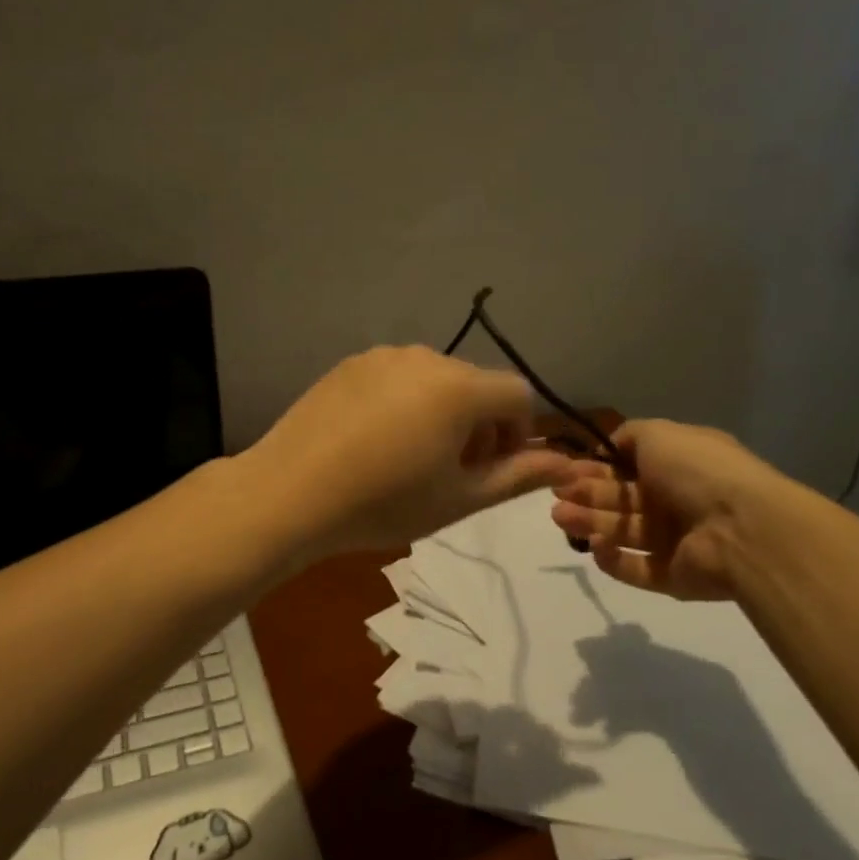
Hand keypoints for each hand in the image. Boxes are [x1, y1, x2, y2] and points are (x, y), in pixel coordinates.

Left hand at [245, 346, 576, 557]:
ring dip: (441, 413)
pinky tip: (373, 442)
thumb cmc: (384, 502)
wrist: (289, 494)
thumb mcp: (460, 498)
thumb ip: (519, 476)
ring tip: (408, 458)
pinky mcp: (348, 364)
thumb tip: (569, 465)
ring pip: (434, 380)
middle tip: (450, 472)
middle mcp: (425, 357)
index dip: (518, 434)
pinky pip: (395, 378)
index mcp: (459, 387)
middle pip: (476, 385)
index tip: (491, 470)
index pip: (518, 395)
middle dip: (479, 426)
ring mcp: (381, 356)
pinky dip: (403, 404)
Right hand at [548, 420, 796, 600]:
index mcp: (678, 465)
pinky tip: (595, 546)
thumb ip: (629, 436)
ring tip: (560, 517)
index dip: (597, 467)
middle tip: (556, 493)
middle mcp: (677, 501)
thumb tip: (608, 447)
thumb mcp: (660, 434)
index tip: (566, 469)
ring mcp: (676, 541)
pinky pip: (636, 568)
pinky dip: (613, 559)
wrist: (742, 529)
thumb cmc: (698, 472)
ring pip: (624, 531)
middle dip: (587, 494)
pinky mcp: (672, 576)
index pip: (630, 467)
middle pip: (623, 499)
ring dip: (590, 522)